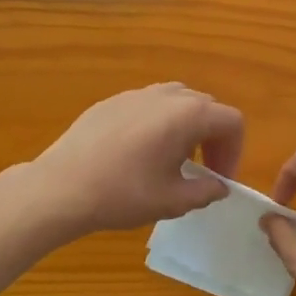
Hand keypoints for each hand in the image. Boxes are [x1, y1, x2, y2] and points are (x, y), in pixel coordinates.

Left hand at [34, 84, 243, 234]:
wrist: (61, 188)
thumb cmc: (124, 194)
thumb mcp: (173, 201)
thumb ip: (206, 191)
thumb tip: (218, 186)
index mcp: (188, 115)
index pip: (231, 121)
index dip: (234, 151)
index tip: (220, 178)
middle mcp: (166, 95)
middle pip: (206, 106)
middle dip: (213, 138)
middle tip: (203, 171)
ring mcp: (135, 94)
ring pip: (176, 102)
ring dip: (186, 128)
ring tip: (173, 159)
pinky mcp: (110, 102)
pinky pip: (147, 106)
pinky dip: (158, 124)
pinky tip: (138, 155)